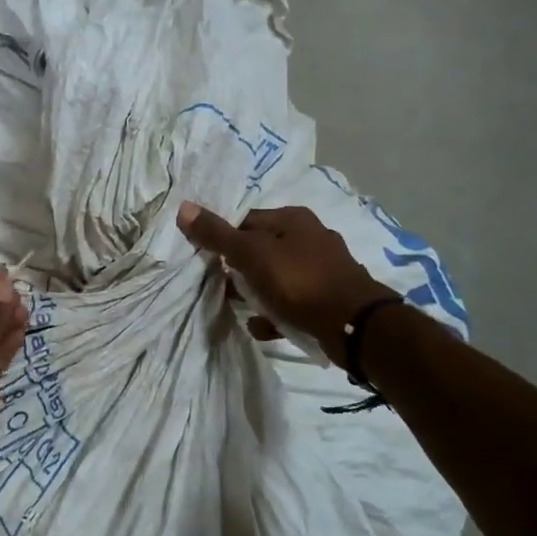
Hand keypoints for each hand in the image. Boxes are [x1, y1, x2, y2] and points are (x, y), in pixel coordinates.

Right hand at [178, 201, 390, 365]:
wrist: (353, 325)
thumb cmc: (298, 281)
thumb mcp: (251, 255)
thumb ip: (217, 235)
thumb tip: (183, 207)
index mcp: (292, 219)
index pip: (245, 221)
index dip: (223, 240)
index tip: (208, 261)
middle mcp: (310, 238)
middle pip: (260, 250)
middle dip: (238, 271)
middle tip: (223, 288)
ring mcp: (321, 269)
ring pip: (275, 278)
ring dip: (256, 295)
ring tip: (241, 310)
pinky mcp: (327, 298)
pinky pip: (291, 303)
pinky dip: (275, 314)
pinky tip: (264, 328)